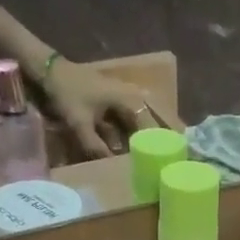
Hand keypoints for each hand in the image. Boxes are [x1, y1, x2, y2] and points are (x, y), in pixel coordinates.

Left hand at [38, 58, 183, 159]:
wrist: (53, 71)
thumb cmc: (68, 94)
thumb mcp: (79, 124)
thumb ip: (95, 147)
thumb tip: (113, 168)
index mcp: (130, 101)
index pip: (154, 128)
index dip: (164, 145)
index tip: (176, 161)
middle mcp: (136, 96)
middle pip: (160, 120)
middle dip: (171, 137)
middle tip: (185, 157)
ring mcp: (130, 95)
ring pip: (153, 116)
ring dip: (163, 131)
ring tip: (176, 149)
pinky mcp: (123, 99)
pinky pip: (141, 116)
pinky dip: (149, 126)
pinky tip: (154, 140)